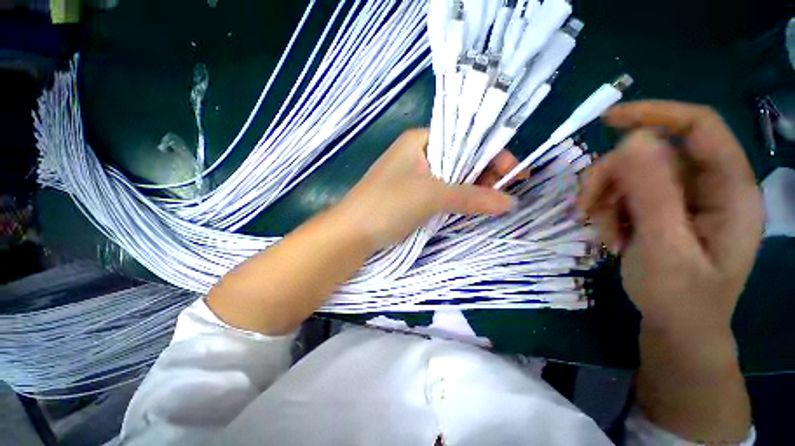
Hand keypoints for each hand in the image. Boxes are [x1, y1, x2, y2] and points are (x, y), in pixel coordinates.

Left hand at [335, 128, 517, 250]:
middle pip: (460, 158)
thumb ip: (470, 197)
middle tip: (506, 192)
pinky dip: (458, 199)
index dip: (491, 153)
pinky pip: (442, 193)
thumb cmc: (387, 204)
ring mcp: (415, 176)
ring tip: (493, 202)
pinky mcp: (413, 196)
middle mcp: (418, 154)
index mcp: (420, 140)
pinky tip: (472, 207)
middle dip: (484, 174)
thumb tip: (510, 202)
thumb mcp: (430, 196)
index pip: (465, 137)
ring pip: (453, 178)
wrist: (352, 233)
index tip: (514, 173)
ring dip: (473, 188)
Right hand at [578, 101, 762, 331]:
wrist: (676, 327)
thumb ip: (653, 195)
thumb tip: (632, 141)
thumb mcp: (666, 248)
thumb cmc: (681, 298)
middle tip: (586, 207)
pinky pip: (623, 194)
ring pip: (629, 174)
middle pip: (651, 154)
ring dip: (603, 198)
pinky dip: (605, 210)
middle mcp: (707, 185)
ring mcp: (682, 198)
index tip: (606, 121)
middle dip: (611, 178)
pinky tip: (606, 234)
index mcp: (730, 189)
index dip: (655, 113)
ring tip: (597, 229)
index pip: (699, 126)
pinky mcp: (661, 209)